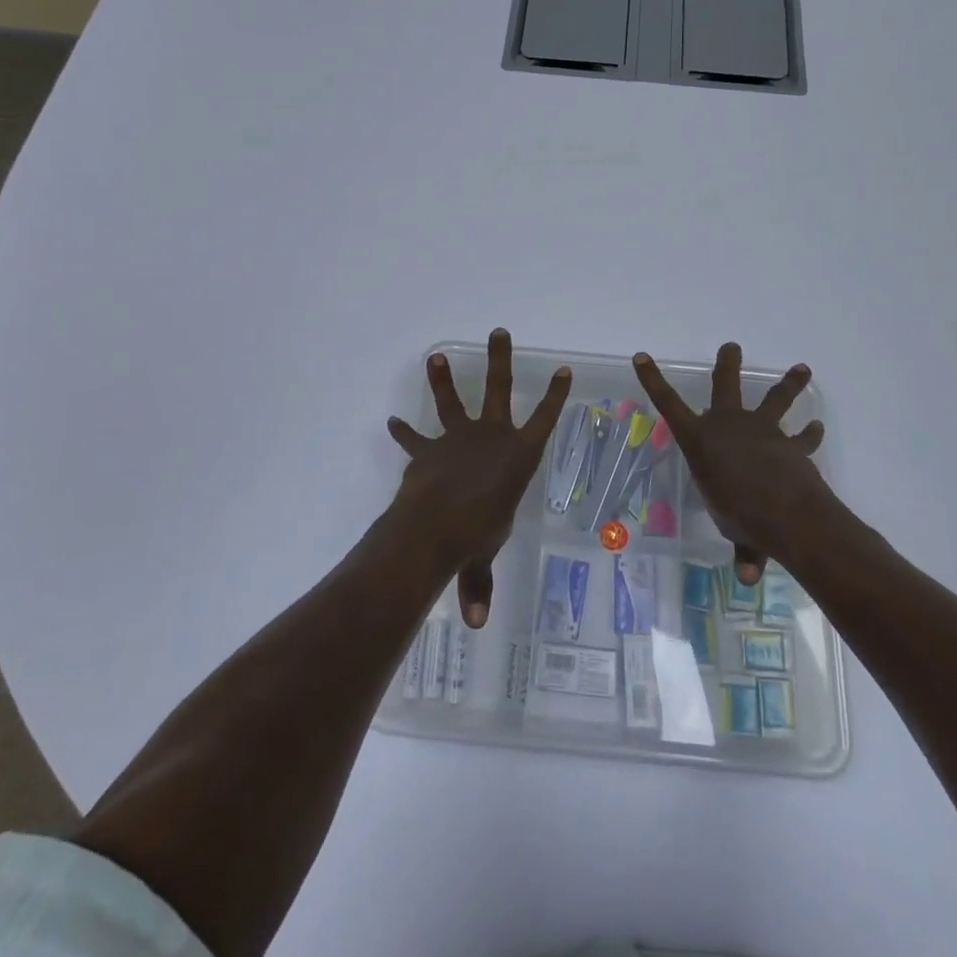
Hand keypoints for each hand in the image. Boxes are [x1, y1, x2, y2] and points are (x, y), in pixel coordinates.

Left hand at [388, 329, 571, 628]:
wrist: (434, 525)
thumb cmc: (475, 534)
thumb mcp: (483, 555)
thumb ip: (478, 583)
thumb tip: (476, 623)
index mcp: (517, 456)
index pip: (545, 419)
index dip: (556, 395)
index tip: (564, 369)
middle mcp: (491, 437)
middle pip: (499, 389)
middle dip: (500, 360)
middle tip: (499, 333)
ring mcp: (457, 437)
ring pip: (452, 400)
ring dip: (443, 378)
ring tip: (435, 356)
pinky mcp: (428, 448)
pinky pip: (415, 437)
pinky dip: (404, 432)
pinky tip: (392, 421)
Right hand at [633, 341, 833, 585]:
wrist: (783, 509)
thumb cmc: (741, 515)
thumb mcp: (734, 530)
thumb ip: (744, 547)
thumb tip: (749, 577)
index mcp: (700, 440)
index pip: (668, 405)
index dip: (652, 380)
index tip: (640, 356)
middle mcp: (728, 425)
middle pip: (725, 385)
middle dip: (727, 364)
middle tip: (732, 346)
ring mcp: (761, 429)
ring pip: (775, 398)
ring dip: (789, 383)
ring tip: (802, 368)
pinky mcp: (790, 442)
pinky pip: (802, 437)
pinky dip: (810, 434)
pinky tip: (816, 428)